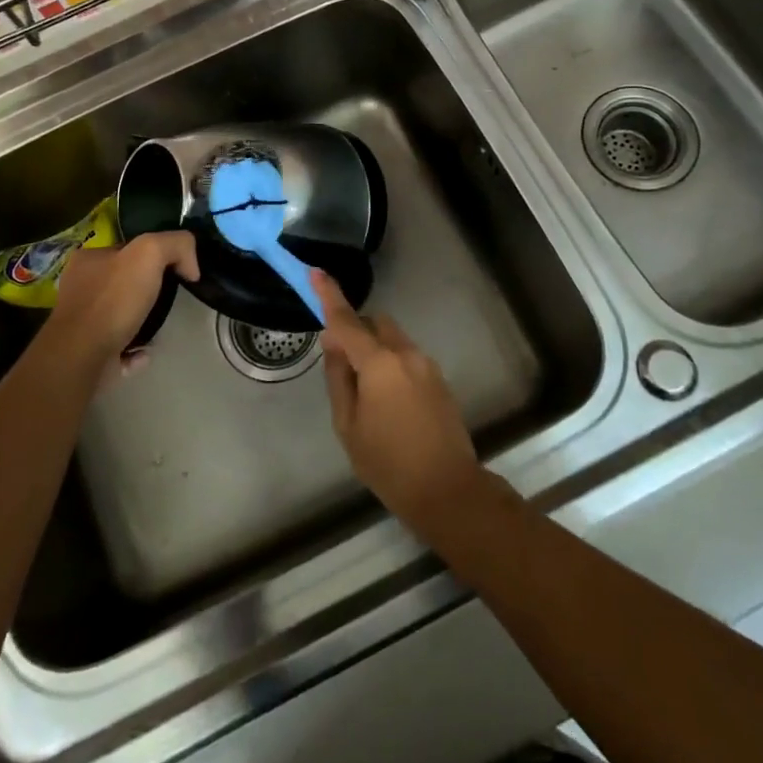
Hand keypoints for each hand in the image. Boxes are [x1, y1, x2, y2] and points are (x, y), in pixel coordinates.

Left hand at [48, 231, 198, 386]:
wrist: (84, 356)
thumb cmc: (113, 300)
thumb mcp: (150, 253)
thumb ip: (176, 245)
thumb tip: (191, 267)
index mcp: (88, 259)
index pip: (127, 249)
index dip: (154, 256)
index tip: (175, 270)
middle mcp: (80, 287)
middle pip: (124, 282)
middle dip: (148, 292)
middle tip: (169, 300)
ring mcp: (80, 322)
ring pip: (121, 315)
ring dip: (143, 322)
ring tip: (158, 328)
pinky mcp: (86, 352)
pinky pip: (119, 347)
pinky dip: (134, 350)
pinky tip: (144, 352)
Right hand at [314, 271, 483, 533]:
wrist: (447, 490)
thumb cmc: (388, 463)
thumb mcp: (348, 425)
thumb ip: (338, 378)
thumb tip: (334, 345)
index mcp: (379, 363)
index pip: (347, 321)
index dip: (329, 295)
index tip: (315, 272)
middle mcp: (406, 354)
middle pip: (375, 325)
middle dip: (356, 332)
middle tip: (341, 365)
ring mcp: (427, 365)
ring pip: (393, 341)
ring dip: (375, 351)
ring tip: (367, 394)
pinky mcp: (439, 379)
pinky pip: (407, 358)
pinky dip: (392, 366)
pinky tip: (389, 404)